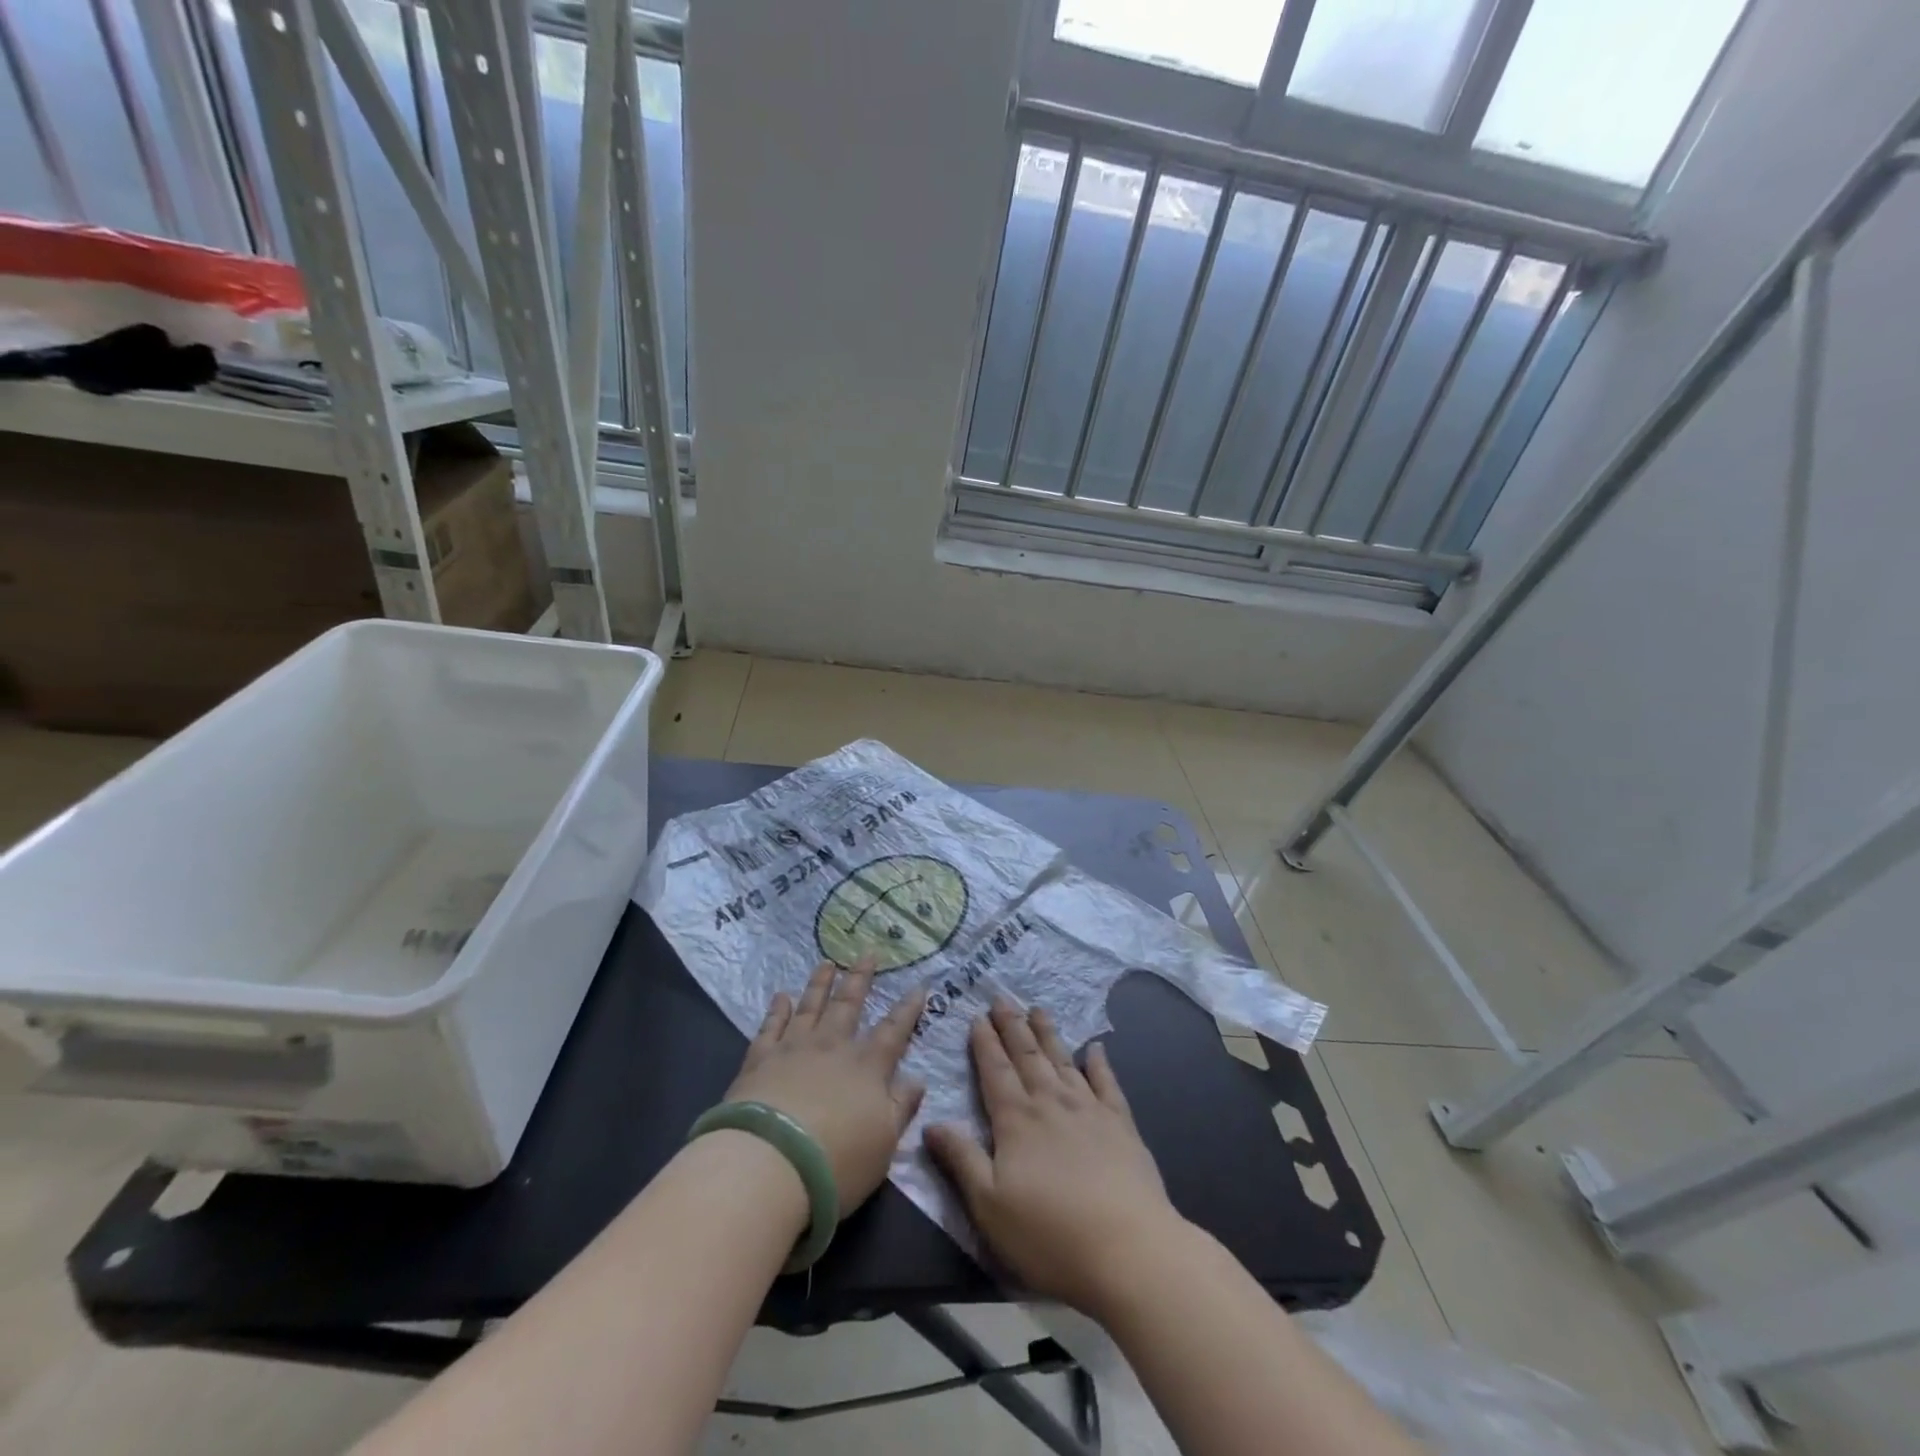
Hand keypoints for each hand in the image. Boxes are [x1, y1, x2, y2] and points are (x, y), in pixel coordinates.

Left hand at [724, 960, 926, 1214]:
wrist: (769, 1164)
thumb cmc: (836, 1161)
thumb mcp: (884, 1144)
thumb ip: (901, 1108)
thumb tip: (917, 1079)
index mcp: (867, 1067)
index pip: (894, 1031)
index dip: (908, 1009)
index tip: (919, 986)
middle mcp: (832, 1047)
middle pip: (849, 1005)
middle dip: (861, 979)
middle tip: (868, 954)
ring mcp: (793, 1049)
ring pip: (810, 1006)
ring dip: (820, 983)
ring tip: (827, 962)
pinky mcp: (759, 1060)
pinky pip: (771, 1026)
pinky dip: (777, 1009)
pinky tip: (781, 996)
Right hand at [925, 999, 1185, 1317]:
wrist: (1128, 1249)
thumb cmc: (1049, 1235)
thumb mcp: (989, 1205)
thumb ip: (961, 1160)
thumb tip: (931, 1123)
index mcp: (1016, 1121)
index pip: (995, 1071)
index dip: (984, 1043)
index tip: (977, 1016)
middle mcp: (1050, 1103)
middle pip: (1027, 1056)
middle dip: (1012, 1026)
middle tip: (1002, 998)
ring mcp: (1089, 1110)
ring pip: (1063, 1061)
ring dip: (1048, 1034)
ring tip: (1038, 1009)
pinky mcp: (1121, 1125)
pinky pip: (1107, 1084)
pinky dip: (1100, 1063)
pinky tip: (1096, 1048)